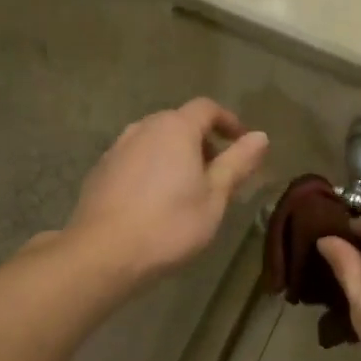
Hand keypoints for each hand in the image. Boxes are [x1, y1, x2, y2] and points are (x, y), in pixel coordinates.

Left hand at [65, 98, 269, 286]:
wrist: (104, 252)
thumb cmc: (170, 225)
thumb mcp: (214, 198)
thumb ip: (237, 164)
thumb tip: (260, 137)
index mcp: (175, 128)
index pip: (207, 108)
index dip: (229, 121)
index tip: (242, 143)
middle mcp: (143, 128)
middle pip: (178, 122)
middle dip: (202, 141)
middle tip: (217, 173)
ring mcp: (117, 148)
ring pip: (154, 141)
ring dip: (175, 155)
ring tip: (186, 189)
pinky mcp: (100, 171)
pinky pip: (134, 159)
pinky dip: (151, 169)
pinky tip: (154, 201)